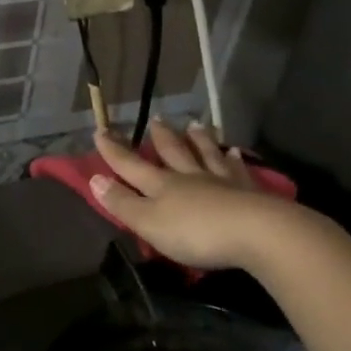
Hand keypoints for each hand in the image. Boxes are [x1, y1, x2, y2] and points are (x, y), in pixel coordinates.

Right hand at [91, 118, 292, 271]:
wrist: (256, 232)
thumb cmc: (195, 232)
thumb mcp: (149, 222)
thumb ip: (123, 203)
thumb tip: (95, 178)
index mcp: (162, 185)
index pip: (131, 166)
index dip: (114, 151)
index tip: (100, 131)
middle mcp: (190, 177)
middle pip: (173, 153)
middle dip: (161, 138)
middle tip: (156, 119)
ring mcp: (222, 181)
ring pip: (206, 155)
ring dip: (198, 140)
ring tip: (195, 125)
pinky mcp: (249, 192)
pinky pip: (237, 169)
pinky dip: (233, 159)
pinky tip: (235, 151)